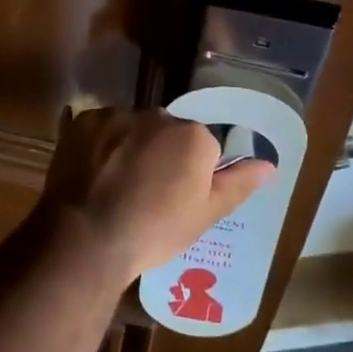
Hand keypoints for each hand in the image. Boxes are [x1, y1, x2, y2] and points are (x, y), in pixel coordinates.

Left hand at [41, 107, 272, 283]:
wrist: (86, 237)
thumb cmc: (154, 231)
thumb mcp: (204, 215)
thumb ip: (237, 184)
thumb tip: (269, 164)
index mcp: (193, 136)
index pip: (202, 147)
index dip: (189, 174)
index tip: (174, 199)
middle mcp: (157, 115)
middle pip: (166, 132)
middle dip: (160, 154)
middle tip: (144, 193)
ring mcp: (117, 115)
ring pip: (132, 128)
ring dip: (129, 147)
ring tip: (114, 186)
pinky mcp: (84, 121)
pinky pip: (100, 128)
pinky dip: (99, 146)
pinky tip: (93, 174)